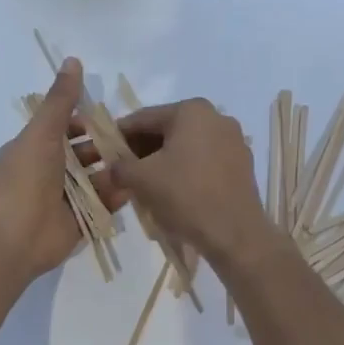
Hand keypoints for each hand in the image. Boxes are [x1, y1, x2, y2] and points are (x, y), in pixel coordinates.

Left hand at [0, 59, 125, 282]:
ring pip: (95, 180)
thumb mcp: (43, 132)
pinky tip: (133, 187)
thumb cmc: (26, 178)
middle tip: (135, 142)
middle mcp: (48, 173)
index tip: (111, 118)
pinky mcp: (78, 222)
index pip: (64, 130)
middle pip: (83, 155)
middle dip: (105, 148)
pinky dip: (115, 196)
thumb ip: (60, 100)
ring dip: (114, 171)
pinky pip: (101, 205)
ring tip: (140, 164)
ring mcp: (63, 199)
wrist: (17, 235)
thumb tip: (72, 60)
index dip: (85, 123)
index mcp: (34, 149)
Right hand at [109, 99, 276, 267]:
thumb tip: (110, 169)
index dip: (118, 135)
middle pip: (166, 130)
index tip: (102, 151)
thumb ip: (119, 167)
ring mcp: (233, 141)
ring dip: (161, 161)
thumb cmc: (185, 196)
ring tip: (143, 184)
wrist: (235, 234)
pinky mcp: (241, 165)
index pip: (143, 118)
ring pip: (185, 147)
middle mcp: (216, 117)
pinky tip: (171, 191)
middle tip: (120, 170)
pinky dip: (184, 171)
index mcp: (191, 111)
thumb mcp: (141, 179)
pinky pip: (203, 161)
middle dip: (141, 150)